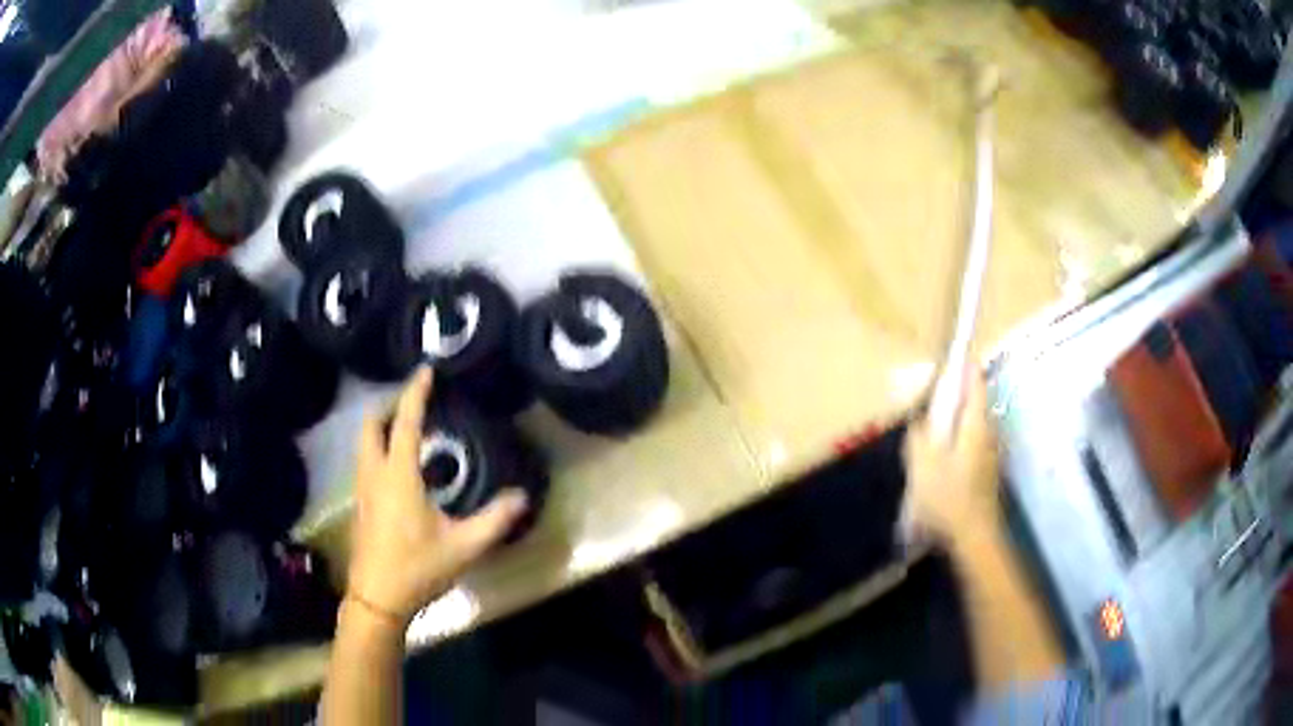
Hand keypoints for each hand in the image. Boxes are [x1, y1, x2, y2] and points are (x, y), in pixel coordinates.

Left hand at [345, 367, 527, 627]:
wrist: (377, 599)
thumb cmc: (418, 568)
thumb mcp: (463, 546)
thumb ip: (494, 520)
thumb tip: (523, 497)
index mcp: (398, 475)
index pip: (404, 422)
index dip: (415, 393)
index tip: (425, 370)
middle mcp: (374, 474)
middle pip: (371, 425)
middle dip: (389, 406)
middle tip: (415, 404)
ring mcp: (362, 489)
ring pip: (364, 443)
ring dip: (382, 428)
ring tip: (409, 430)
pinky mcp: (360, 505)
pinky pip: (365, 461)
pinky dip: (378, 449)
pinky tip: (401, 470)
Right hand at [902, 371, 1001, 544]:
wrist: (973, 536)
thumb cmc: (948, 497)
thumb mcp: (922, 464)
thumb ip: (919, 436)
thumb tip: (921, 419)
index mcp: (975, 424)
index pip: (976, 382)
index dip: (965, 366)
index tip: (952, 358)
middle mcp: (989, 432)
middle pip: (974, 403)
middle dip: (956, 397)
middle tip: (932, 403)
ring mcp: (991, 453)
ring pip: (973, 425)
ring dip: (956, 422)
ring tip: (933, 435)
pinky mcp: (987, 471)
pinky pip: (972, 444)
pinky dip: (958, 442)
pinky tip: (942, 463)